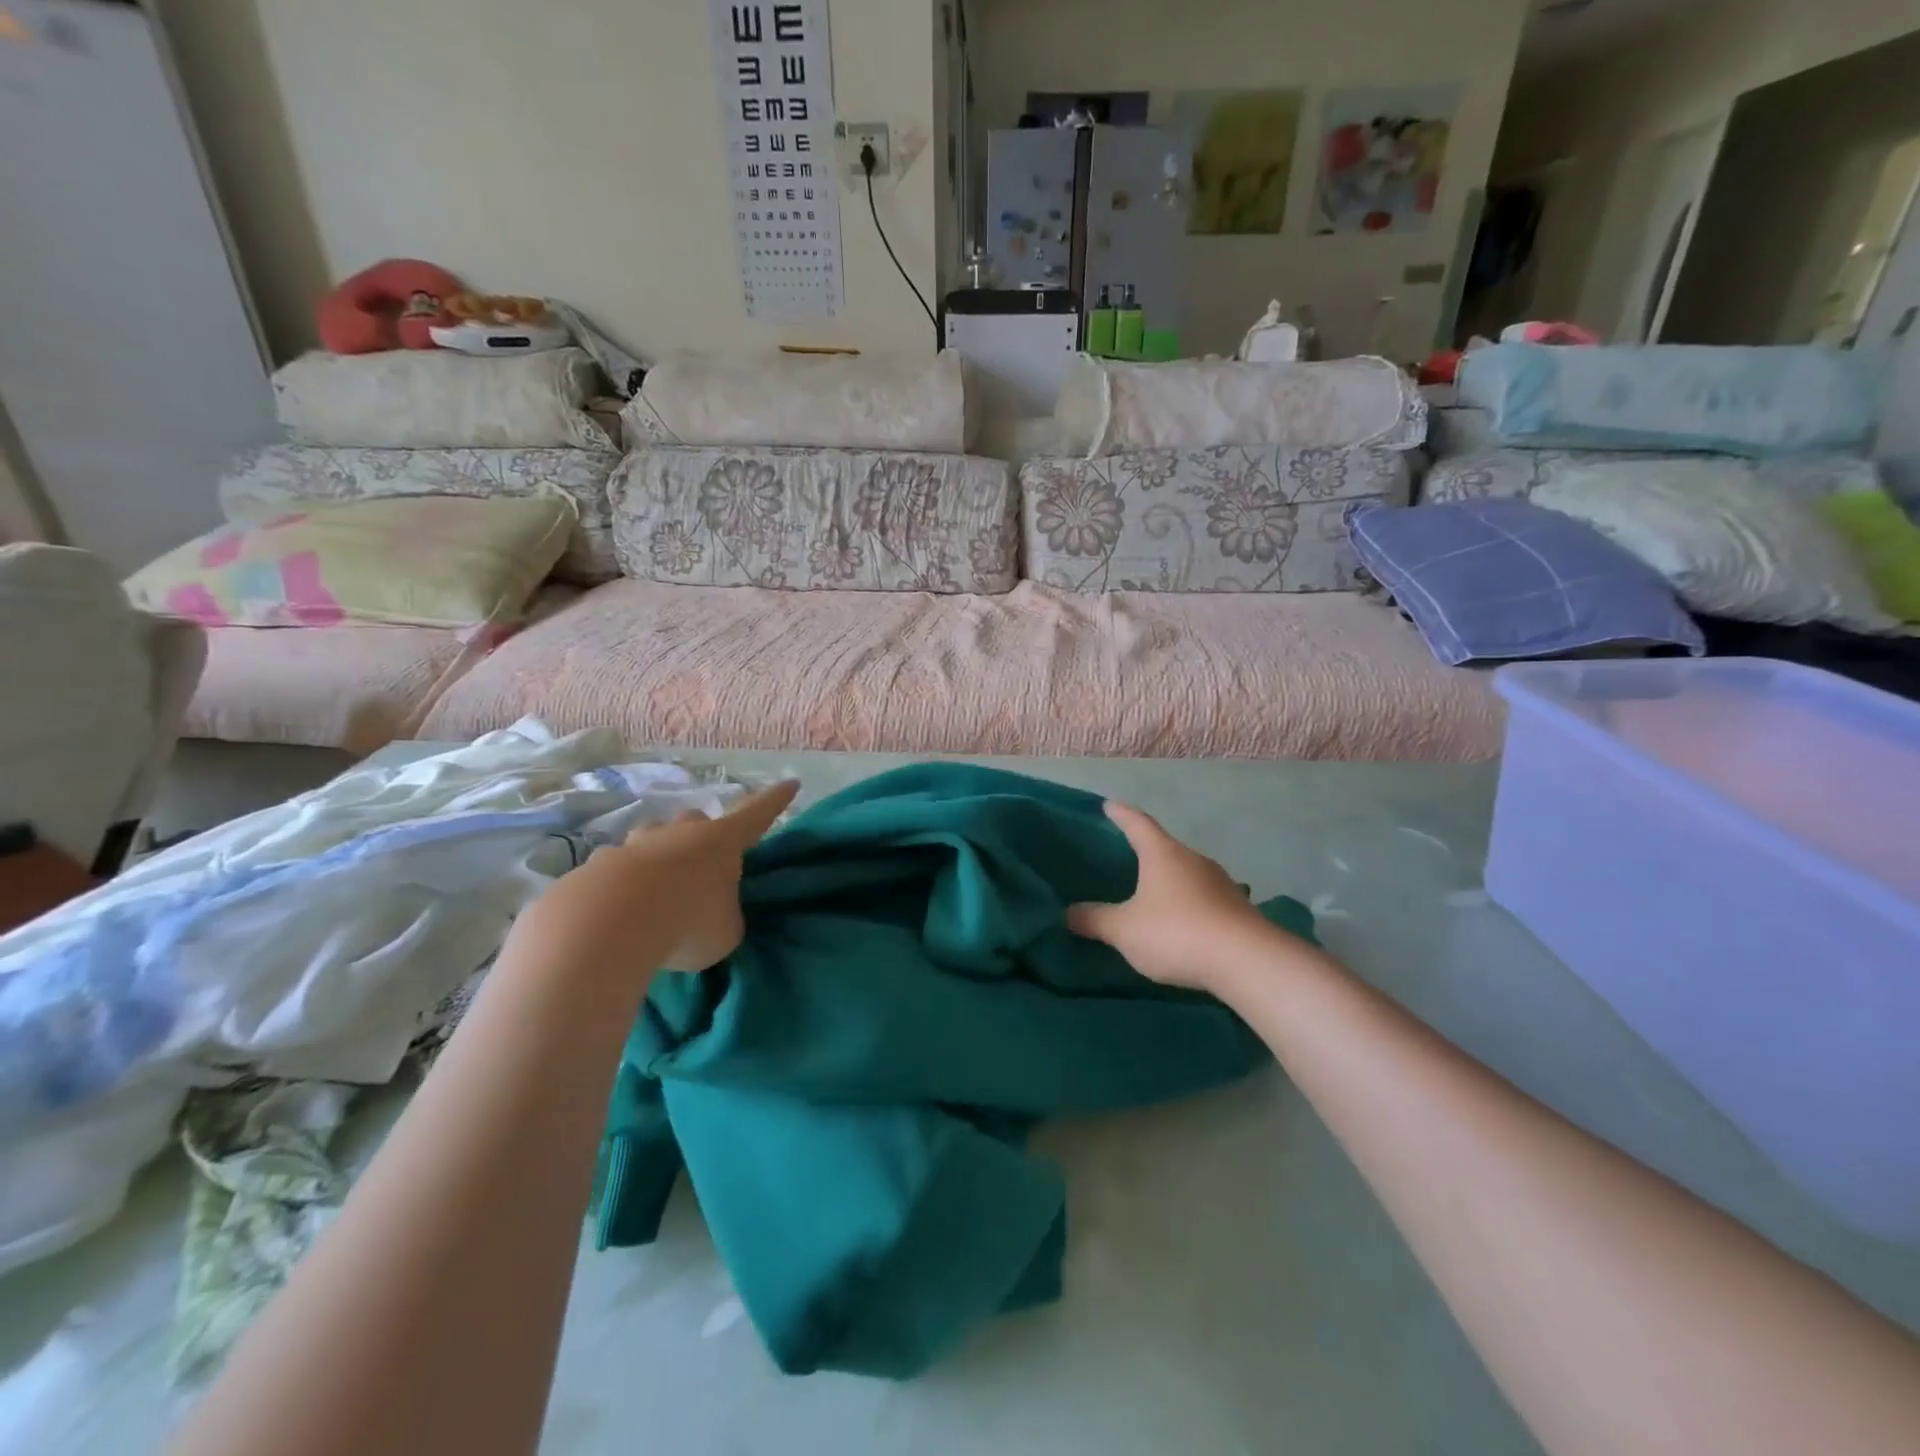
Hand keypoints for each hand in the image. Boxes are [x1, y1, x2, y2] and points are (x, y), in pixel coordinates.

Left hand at [508, 780, 799, 980]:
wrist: (606, 924)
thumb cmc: (687, 920)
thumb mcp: (726, 931)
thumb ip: (725, 917)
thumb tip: (712, 916)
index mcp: (722, 841)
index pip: (757, 814)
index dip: (775, 801)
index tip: (791, 783)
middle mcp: (680, 833)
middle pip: (696, 823)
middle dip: (701, 838)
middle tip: (704, 866)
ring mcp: (635, 844)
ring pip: (653, 842)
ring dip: (659, 860)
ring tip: (658, 894)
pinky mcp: (598, 866)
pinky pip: (619, 871)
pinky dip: (624, 887)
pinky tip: (621, 914)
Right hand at [1067, 801, 1292, 992]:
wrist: (1246, 961)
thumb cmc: (1176, 932)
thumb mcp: (1124, 929)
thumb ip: (1094, 919)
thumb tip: (1068, 913)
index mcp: (1162, 853)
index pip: (1137, 823)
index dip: (1120, 814)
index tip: (1108, 806)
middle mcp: (1193, 859)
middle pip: (1165, 847)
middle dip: (1146, 851)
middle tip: (1126, 857)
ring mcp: (1220, 883)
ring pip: (1187, 873)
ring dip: (1170, 880)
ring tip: (1153, 894)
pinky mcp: (1237, 908)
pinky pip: (1204, 898)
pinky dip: (1189, 904)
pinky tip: (1182, 921)